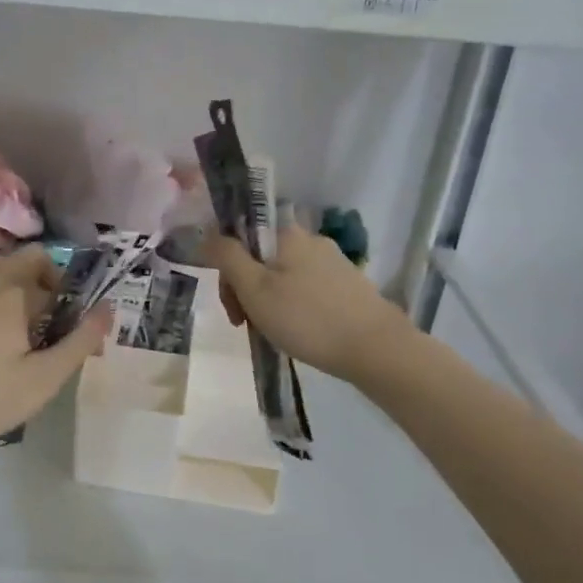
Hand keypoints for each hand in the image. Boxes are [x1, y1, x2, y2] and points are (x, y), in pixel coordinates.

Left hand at [0, 246, 111, 464]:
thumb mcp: (44, 379)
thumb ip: (81, 340)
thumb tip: (108, 308)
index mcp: (10, 292)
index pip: (48, 268)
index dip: (64, 291)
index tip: (65, 323)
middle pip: (16, 259)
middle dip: (37, 279)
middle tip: (42, 322)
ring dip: (7, 285)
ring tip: (10, 328)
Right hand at [209, 224, 411, 381]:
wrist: (375, 349)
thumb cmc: (306, 318)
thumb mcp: (254, 289)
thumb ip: (227, 257)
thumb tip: (207, 234)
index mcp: (287, 234)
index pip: (241, 238)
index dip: (228, 270)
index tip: (232, 304)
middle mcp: (312, 239)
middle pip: (262, 258)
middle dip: (247, 290)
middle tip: (246, 325)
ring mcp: (334, 262)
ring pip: (284, 277)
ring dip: (270, 301)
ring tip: (273, 334)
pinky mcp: (350, 285)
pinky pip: (308, 290)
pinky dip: (295, 308)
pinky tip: (300, 333)